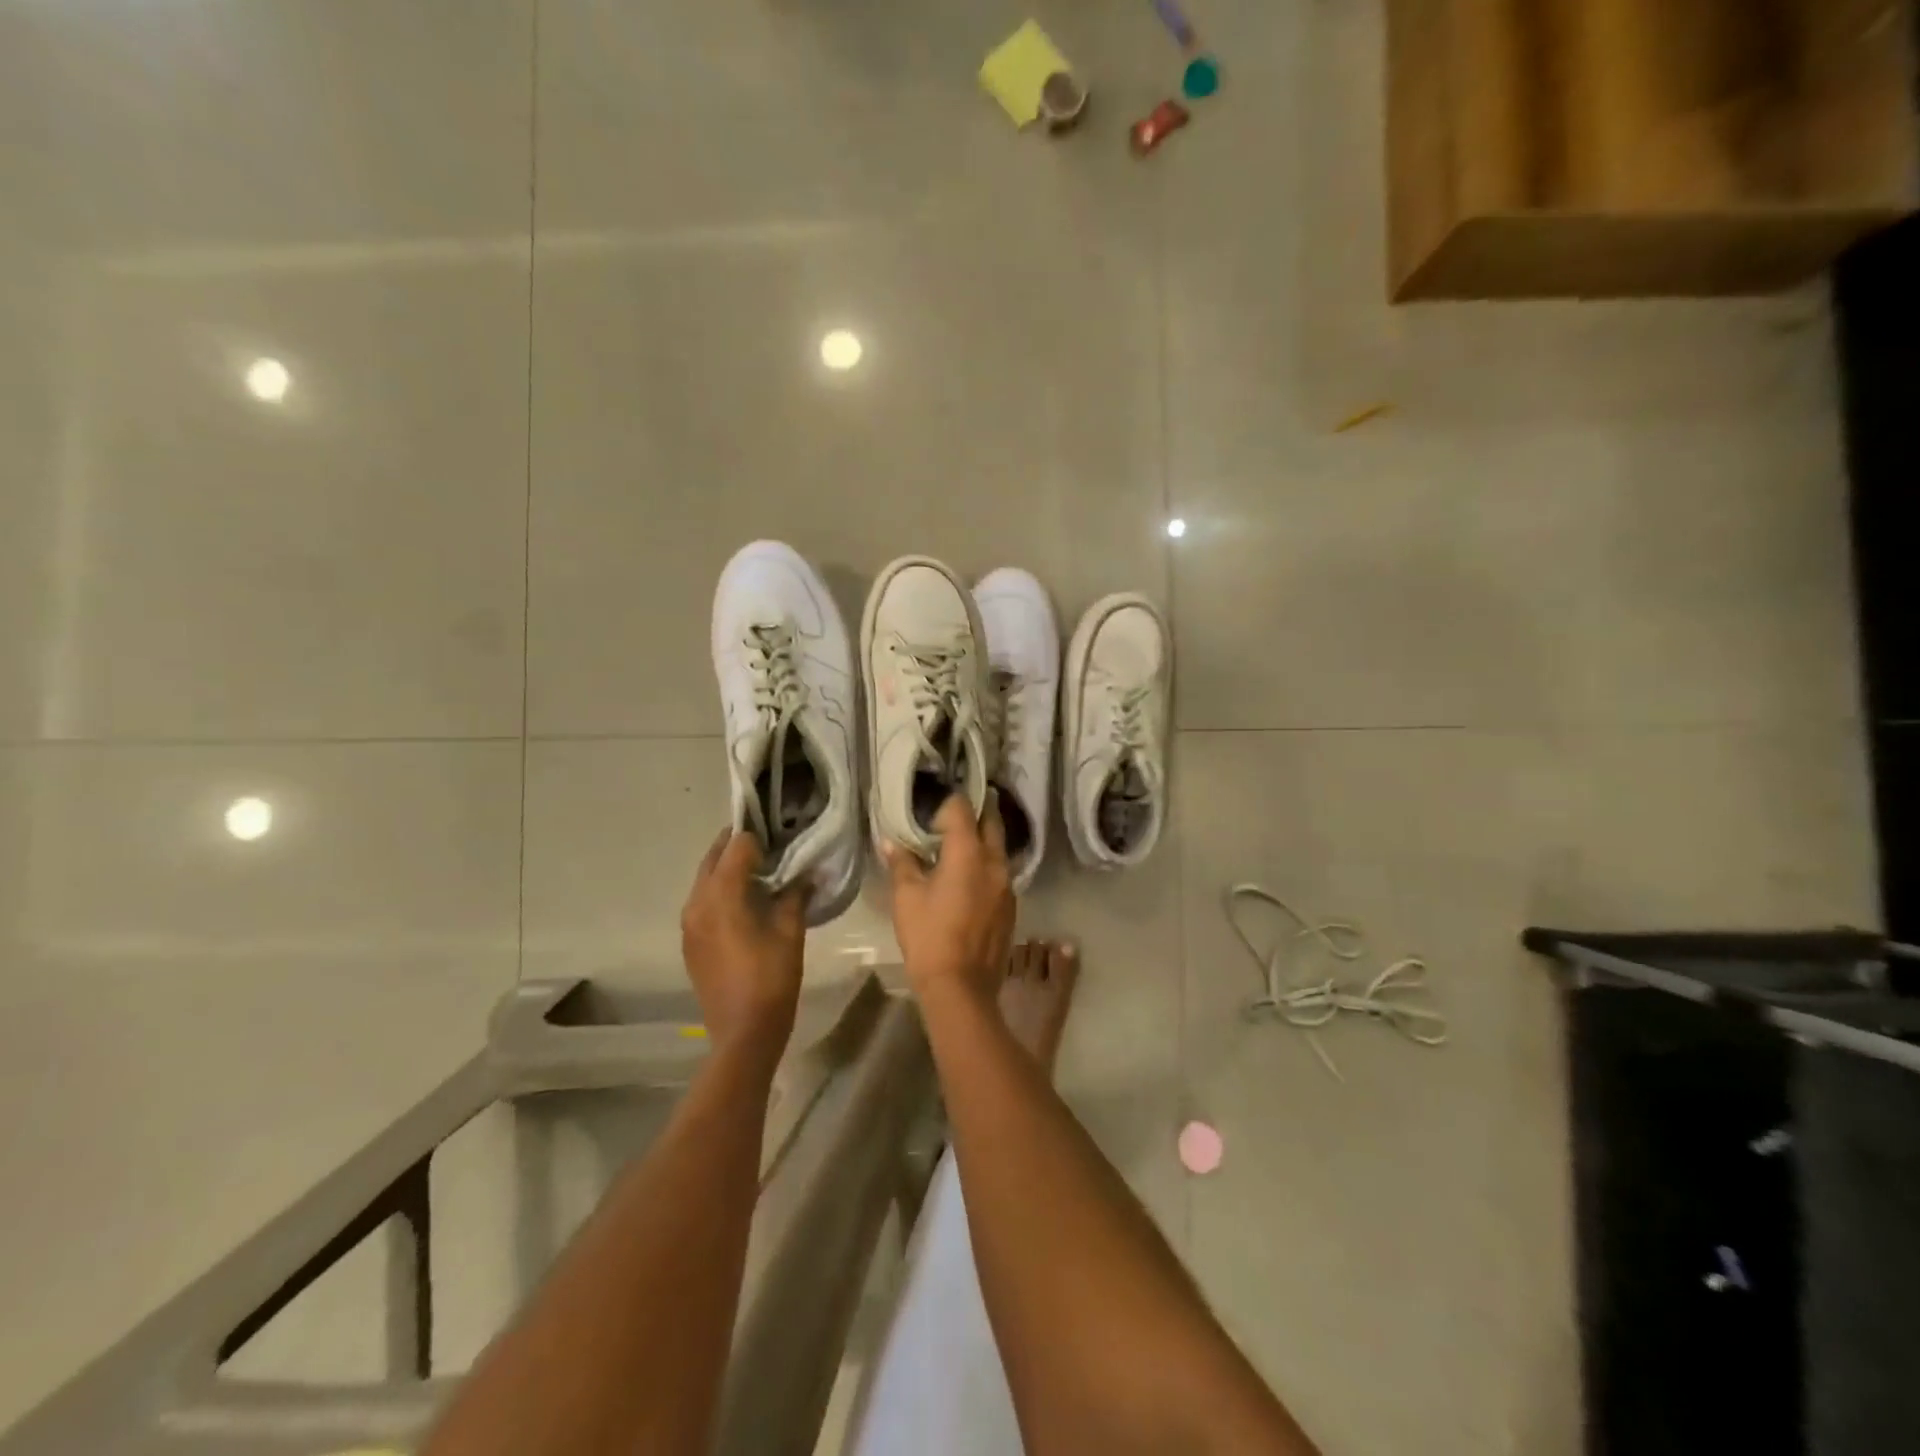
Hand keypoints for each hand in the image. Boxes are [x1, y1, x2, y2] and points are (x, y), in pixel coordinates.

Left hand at [681, 830, 806, 1064]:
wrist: (742, 1034)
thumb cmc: (771, 980)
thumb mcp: (790, 932)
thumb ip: (794, 894)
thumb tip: (803, 873)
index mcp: (721, 894)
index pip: (737, 845)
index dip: (760, 836)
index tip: (782, 835)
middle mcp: (697, 901)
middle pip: (714, 857)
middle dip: (738, 846)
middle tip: (771, 845)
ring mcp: (689, 923)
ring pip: (705, 879)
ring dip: (728, 868)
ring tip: (762, 871)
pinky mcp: (690, 941)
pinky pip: (703, 901)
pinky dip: (721, 891)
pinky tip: (746, 903)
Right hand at [883, 793, 1014, 1005]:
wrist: (961, 986)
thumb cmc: (929, 937)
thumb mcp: (906, 897)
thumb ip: (902, 863)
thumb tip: (891, 841)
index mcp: (969, 853)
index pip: (962, 808)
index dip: (947, 804)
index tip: (931, 814)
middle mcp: (995, 861)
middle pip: (991, 822)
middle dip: (974, 814)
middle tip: (951, 818)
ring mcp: (1008, 884)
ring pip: (999, 847)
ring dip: (983, 840)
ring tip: (959, 847)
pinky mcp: (1011, 904)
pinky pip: (1001, 871)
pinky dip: (987, 865)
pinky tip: (969, 879)